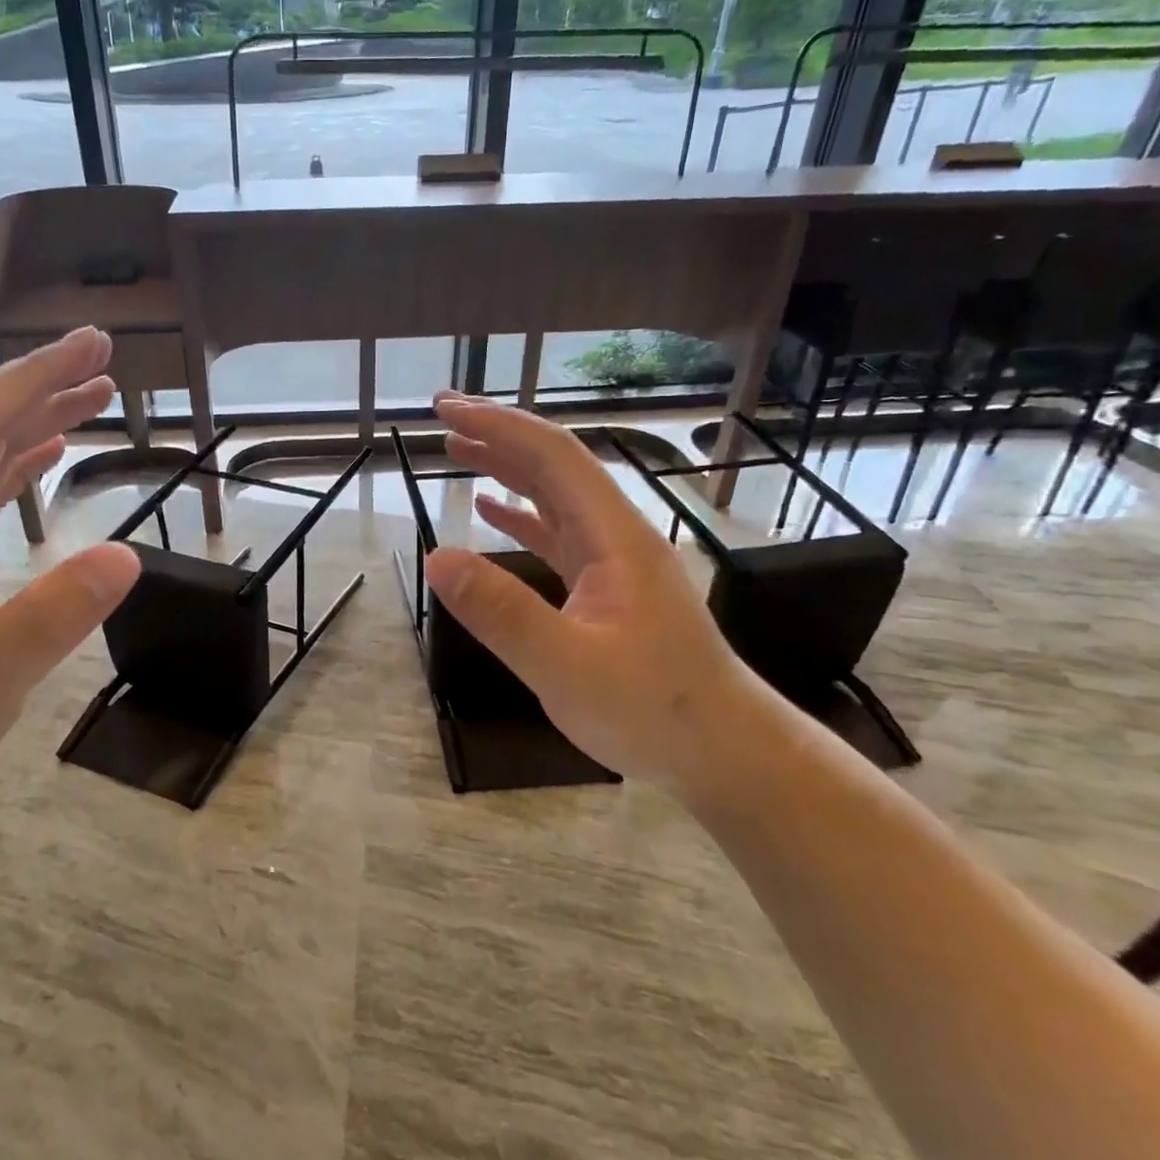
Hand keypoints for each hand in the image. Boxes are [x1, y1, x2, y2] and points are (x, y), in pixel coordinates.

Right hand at [422, 394, 747, 787]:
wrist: (722, 750)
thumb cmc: (652, 710)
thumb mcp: (567, 666)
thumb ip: (503, 612)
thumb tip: (438, 557)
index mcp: (614, 537)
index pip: (553, 457)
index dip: (499, 425)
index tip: (448, 409)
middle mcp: (616, 535)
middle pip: (555, 465)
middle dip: (499, 434)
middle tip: (443, 417)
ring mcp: (614, 561)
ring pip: (555, 496)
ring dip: (506, 468)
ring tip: (457, 450)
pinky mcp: (607, 587)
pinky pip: (557, 534)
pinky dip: (520, 514)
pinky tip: (489, 512)